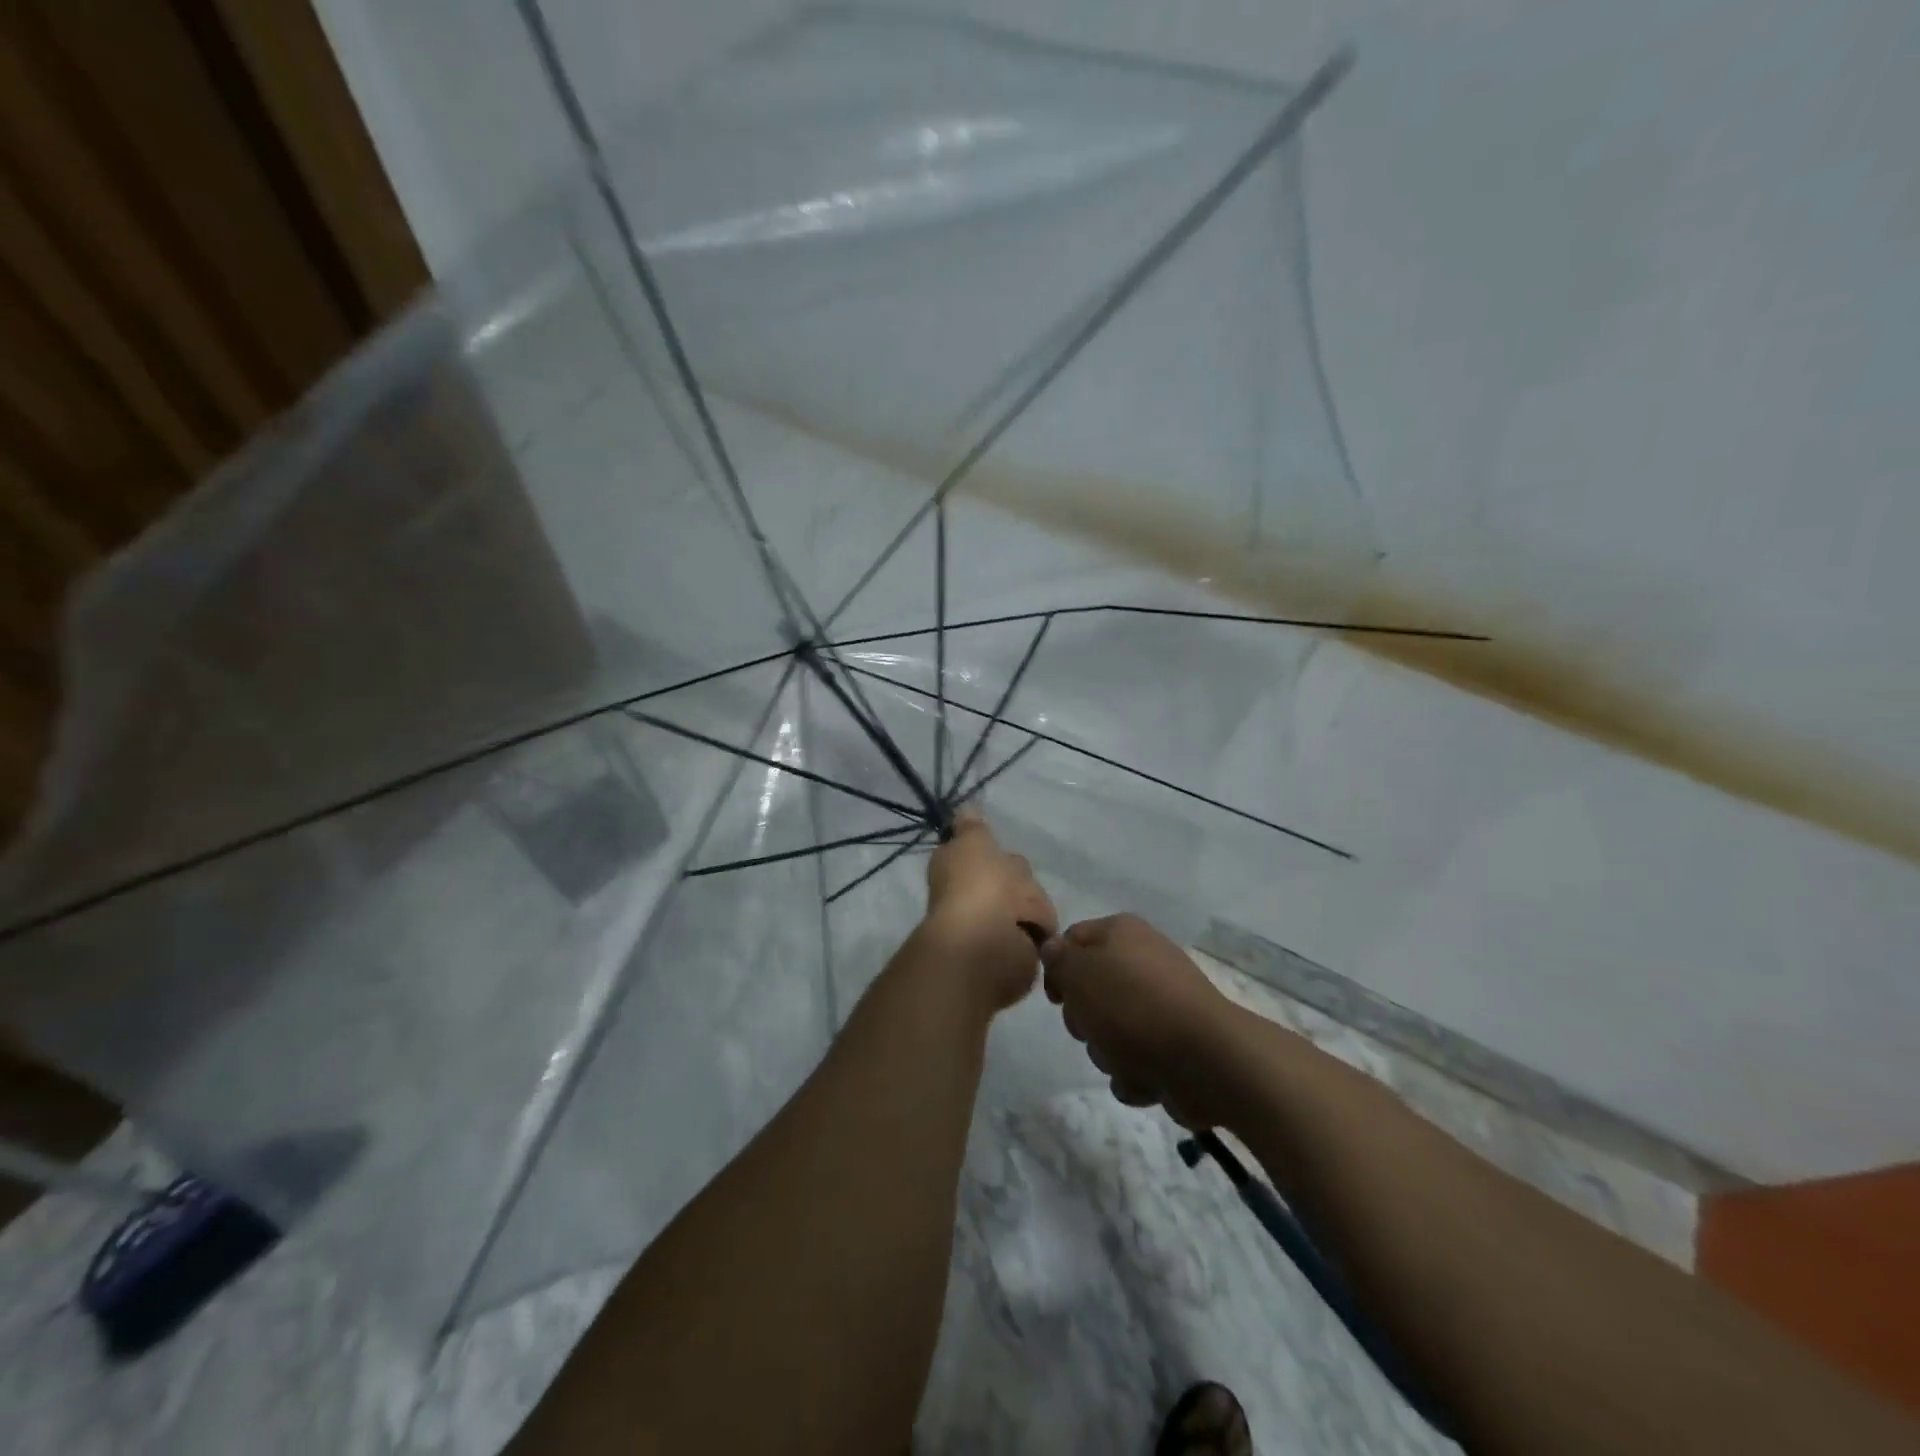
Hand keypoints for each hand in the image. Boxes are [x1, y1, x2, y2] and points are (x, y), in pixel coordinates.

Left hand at [923, 812, 1057, 1013]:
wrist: (990, 941)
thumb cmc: (978, 884)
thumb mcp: (972, 841)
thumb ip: (972, 826)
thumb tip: (966, 808)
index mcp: (955, 869)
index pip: (975, 853)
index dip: (988, 851)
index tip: (1000, 850)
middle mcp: (971, 895)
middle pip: (1006, 878)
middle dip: (1019, 880)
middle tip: (1023, 883)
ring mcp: (993, 923)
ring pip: (1026, 902)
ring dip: (1032, 906)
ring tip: (1028, 911)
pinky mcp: (1015, 948)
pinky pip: (1036, 930)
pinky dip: (1039, 929)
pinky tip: (1039, 928)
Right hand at [1040, 914, 1236, 1125]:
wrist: (1205, 1060)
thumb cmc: (1132, 1005)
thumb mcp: (1079, 973)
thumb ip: (1058, 959)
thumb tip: (1054, 948)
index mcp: (1122, 932)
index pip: (1073, 939)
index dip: (1057, 969)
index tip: (1058, 999)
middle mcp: (1143, 961)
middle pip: (1089, 991)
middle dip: (1085, 1020)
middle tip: (1092, 1027)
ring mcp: (1162, 1005)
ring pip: (1109, 1031)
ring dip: (1108, 1052)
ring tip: (1127, 1057)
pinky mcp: (1174, 1046)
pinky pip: (1135, 1061)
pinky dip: (1135, 1074)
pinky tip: (1146, 1076)